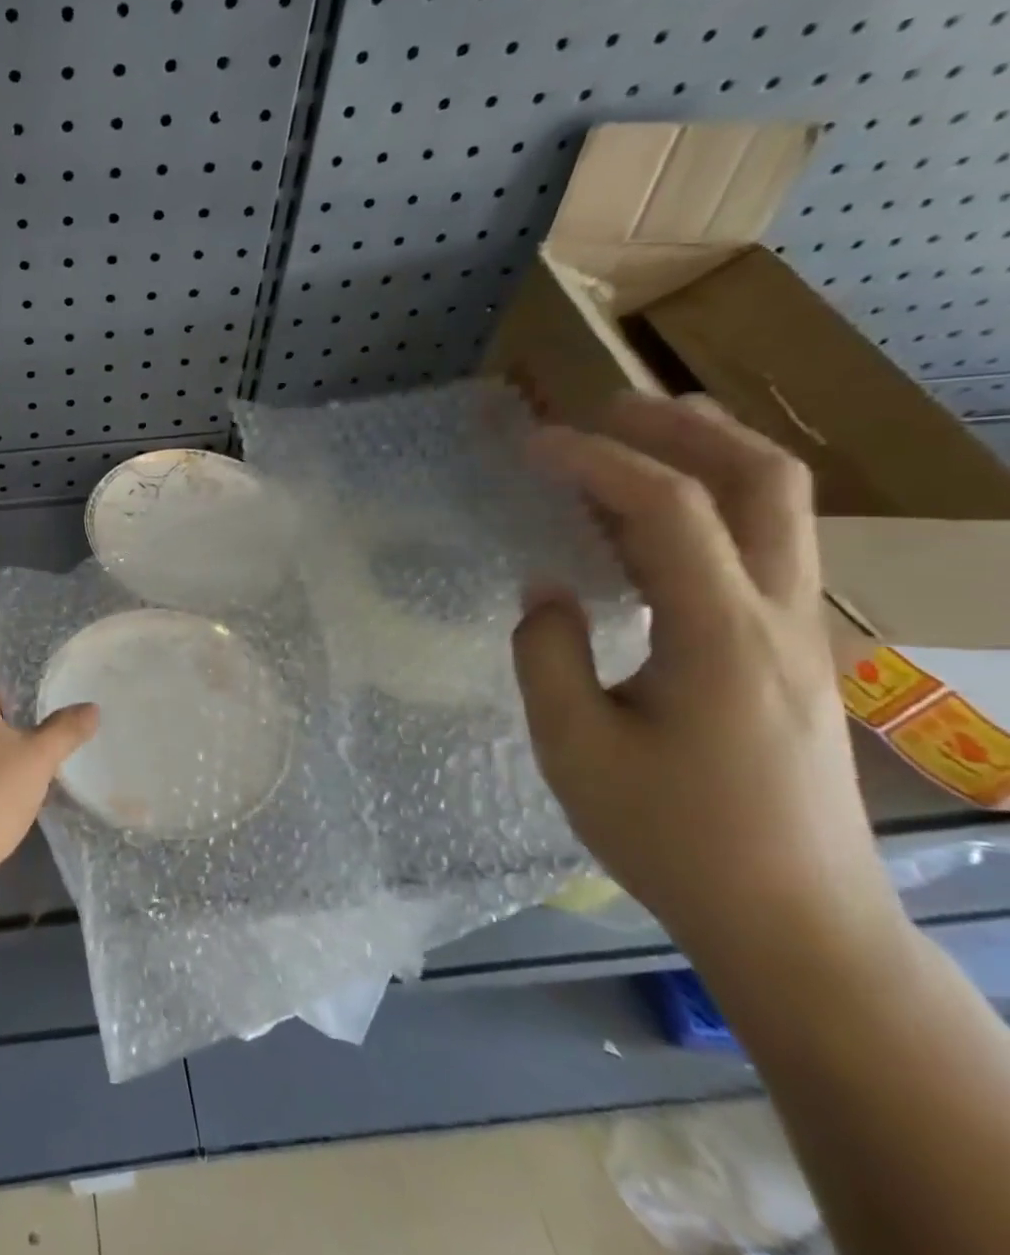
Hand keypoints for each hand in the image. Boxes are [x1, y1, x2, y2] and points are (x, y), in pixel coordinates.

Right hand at [512, 393, 897, 954]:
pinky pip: (756, 551)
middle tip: (606, 406)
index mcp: (720, 636)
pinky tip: (643, 529)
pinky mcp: (791, 656)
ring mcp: (798, 635)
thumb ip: (548, 653)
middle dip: (685, 426)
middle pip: (764, 481)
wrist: (795, 923)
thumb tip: (547, 590)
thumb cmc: (672, 837)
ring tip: (627, 440)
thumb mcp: (574, 747)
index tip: (531, 445)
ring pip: (776, 510)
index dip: (596, 461)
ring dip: (705, 457)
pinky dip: (702, 511)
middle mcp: (779, 618)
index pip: (668, 509)